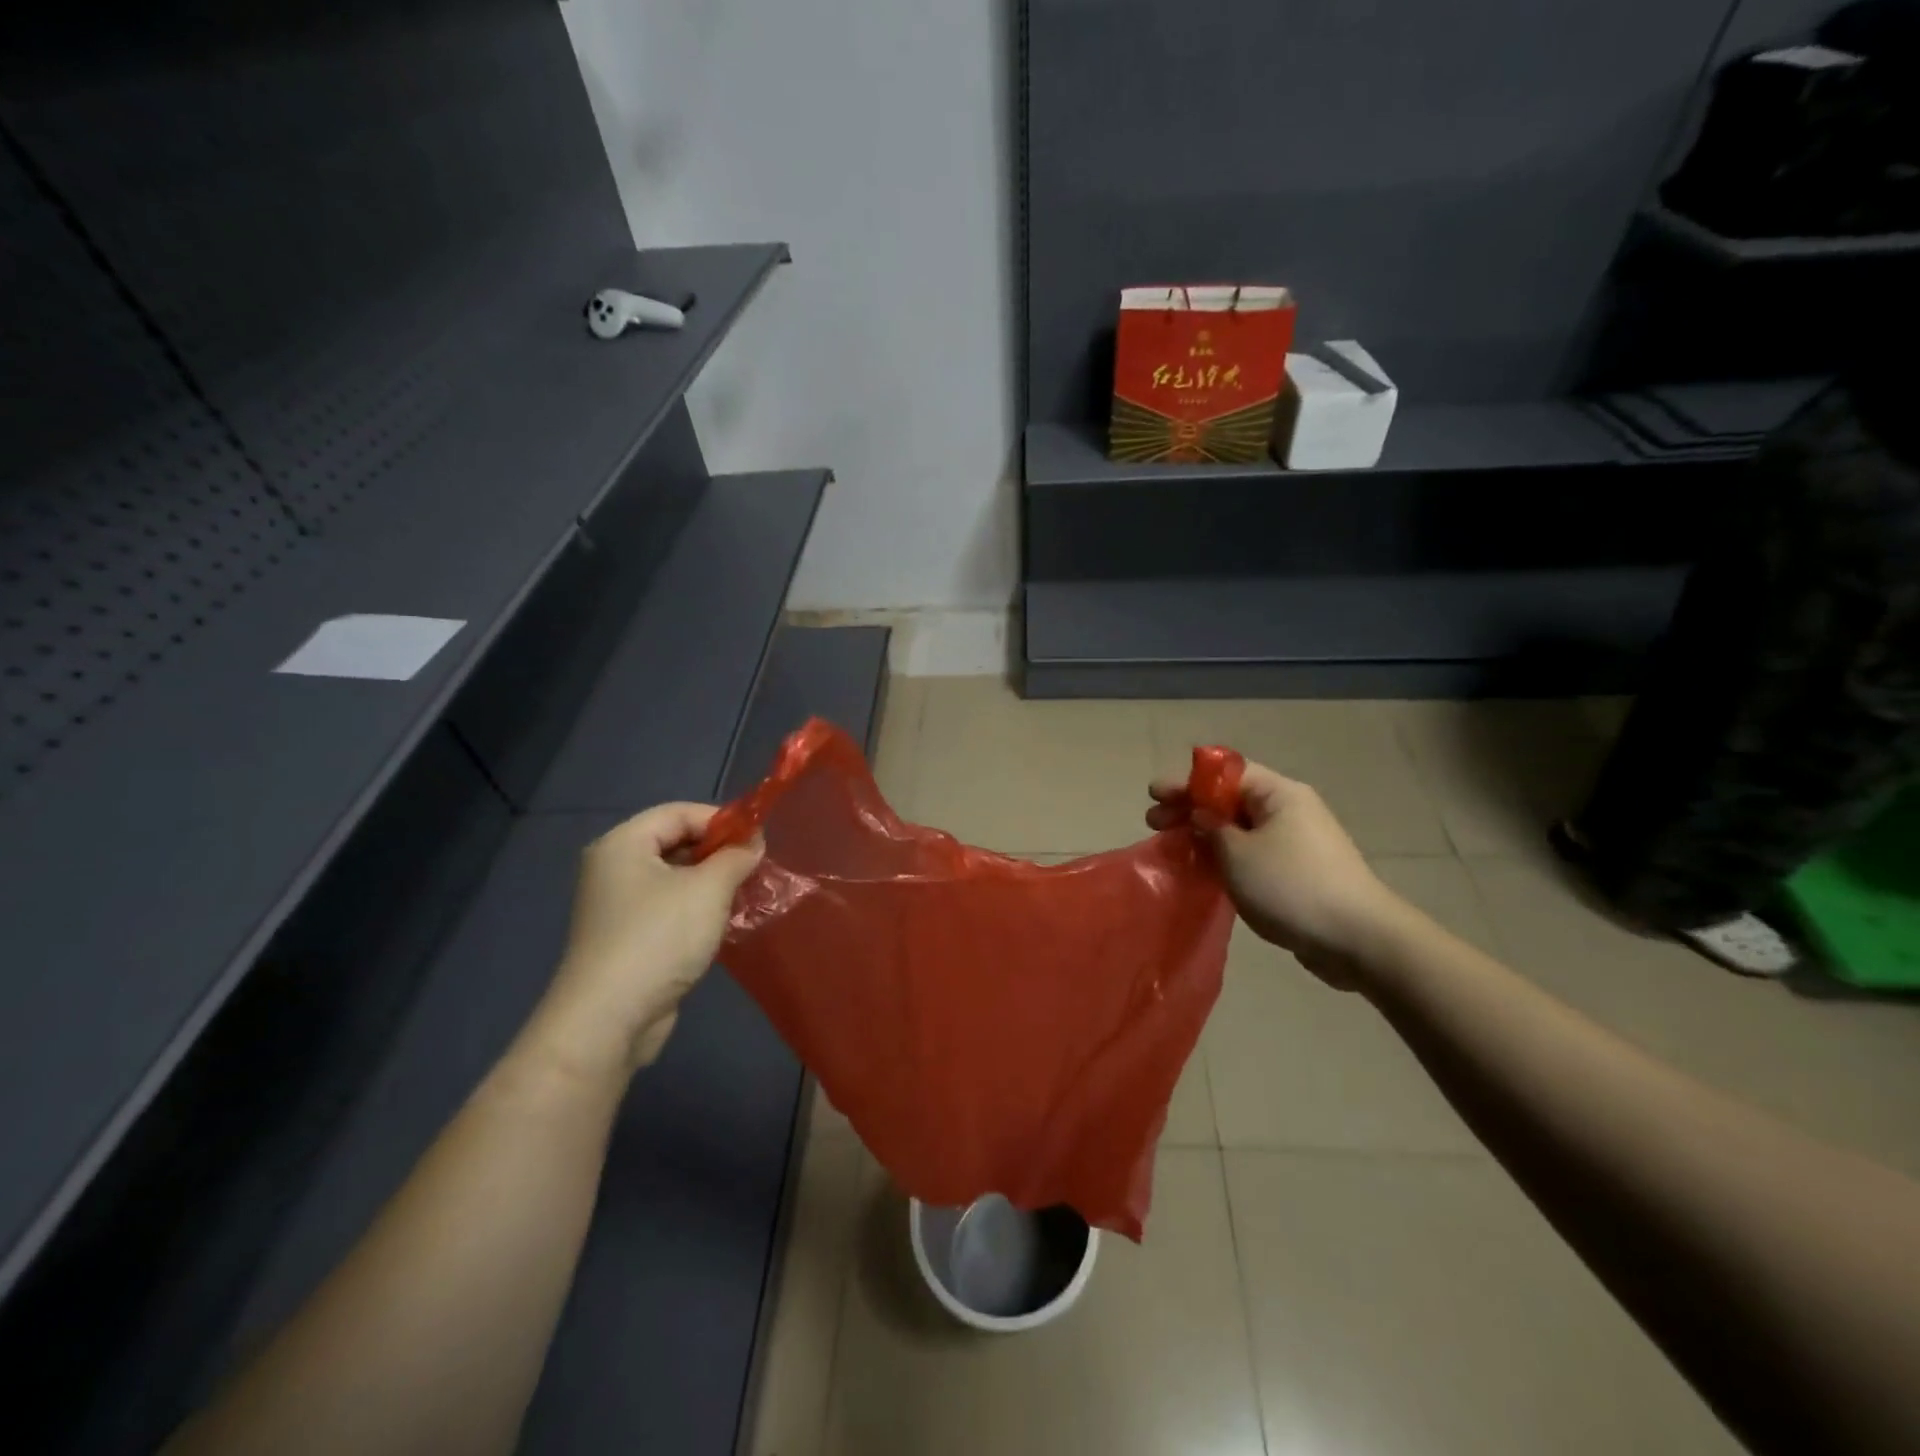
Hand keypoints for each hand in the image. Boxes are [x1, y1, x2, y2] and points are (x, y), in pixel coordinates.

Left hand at [525, 803, 763, 1082]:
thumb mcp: (709, 888)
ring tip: (745, 896)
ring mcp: (616, 905)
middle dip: (718, 852)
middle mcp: (613, 868)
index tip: (757, 839)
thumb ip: (736, 856)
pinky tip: (722, 924)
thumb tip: (753, 841)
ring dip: (711, 883)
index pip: (679, 812)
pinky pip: (667, 907)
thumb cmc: (659, 938)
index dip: (721, 820)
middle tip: (754, 868)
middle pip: (675, 842)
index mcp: (623, 844)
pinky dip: (696, 909)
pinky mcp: (625, 937)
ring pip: (674, 878)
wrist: (608, 1019)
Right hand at [1148, 762, 1405, 987]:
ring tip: (1172, 849)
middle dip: (1189, 808)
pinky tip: (1202, 872)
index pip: (1225, 773)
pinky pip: (1251, 854)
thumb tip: (1202, 818)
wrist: (1358, 940)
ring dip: (1204, 836)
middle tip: (1154, 824)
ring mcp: (1296, 843)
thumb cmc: (1292, 886)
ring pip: (1239, 829)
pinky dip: (1224, 858)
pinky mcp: (1297, 873)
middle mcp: (1289, 811)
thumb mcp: (1237, 854)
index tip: (1154, 794)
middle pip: (1230, 799)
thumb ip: (1211, 830)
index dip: (1186, 781)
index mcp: (1279, 794)